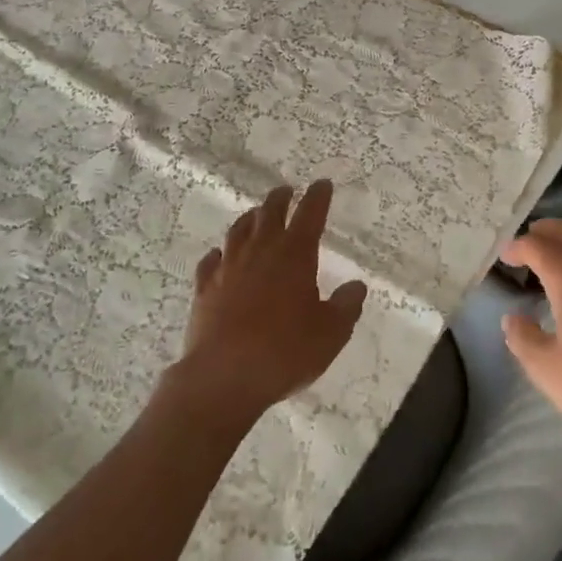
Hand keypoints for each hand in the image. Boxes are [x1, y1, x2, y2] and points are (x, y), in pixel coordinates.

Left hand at [171, 181, 366, 429]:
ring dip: (250, 219)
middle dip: (281, 198)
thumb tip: (356, 286)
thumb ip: (345, 307)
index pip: (310, 214)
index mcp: (295, 255)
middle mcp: (261, 251)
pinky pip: (211, 261)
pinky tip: (219, 256)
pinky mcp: (205, 288)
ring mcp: (229, 267)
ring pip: (239, 230)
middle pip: (270, 212)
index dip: (318, 197)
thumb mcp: (330, 334)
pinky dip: (219, 254)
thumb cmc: (285, 352)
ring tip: (256, 215)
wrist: (224, 376)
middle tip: (286, 191)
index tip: (322, 184)